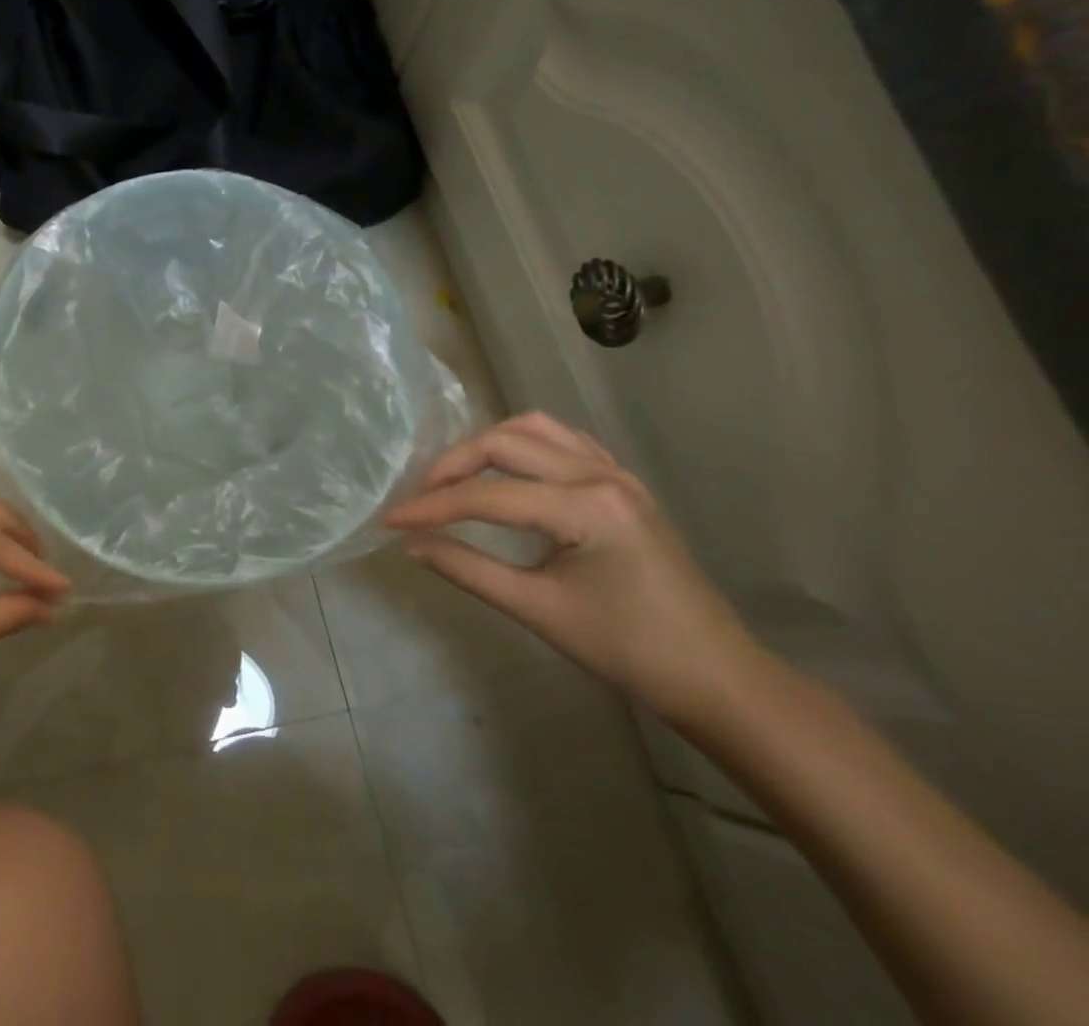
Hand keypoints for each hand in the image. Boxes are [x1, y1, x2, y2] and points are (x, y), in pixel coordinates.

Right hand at [384, 412, 760, 723]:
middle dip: (454, 465)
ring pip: (534, 429)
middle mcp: (600, 475)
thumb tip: (412, 544)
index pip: (488, 495)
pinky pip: (563, 441)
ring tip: (457, 478)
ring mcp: (617, 473)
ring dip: (487, 446)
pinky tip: (508, 472)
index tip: (390, 520)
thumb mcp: (537, 609)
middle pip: (506, 443)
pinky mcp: (623, 483)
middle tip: (420, 496)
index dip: (432, 507)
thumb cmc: (627, 650)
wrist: (715, 677)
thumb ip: (467, 568)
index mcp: (585, 507)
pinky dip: (525, 446)